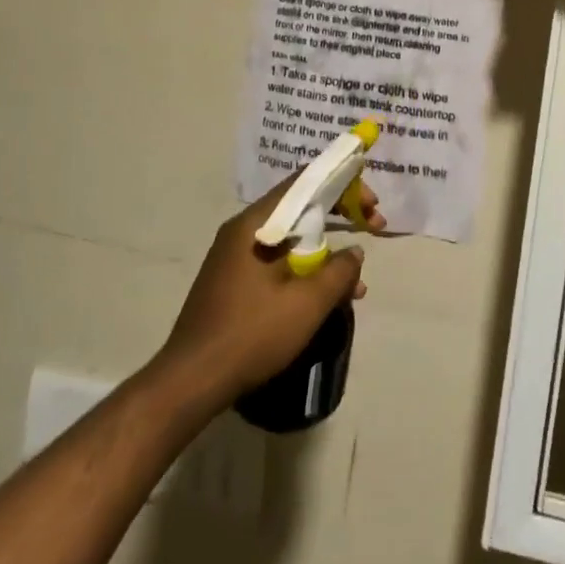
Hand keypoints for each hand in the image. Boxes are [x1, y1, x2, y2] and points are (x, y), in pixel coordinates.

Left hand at [156, 181, 384, 406]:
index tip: (372, 203)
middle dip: (340, 215)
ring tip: (356, 283)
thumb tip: (355, 252)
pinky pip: (278, 262)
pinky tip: (326, 300)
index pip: (304, 183)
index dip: (343, 185)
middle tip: (373, 226)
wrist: (191, 381)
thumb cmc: (251, 334)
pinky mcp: (233, 281)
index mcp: (255, 223)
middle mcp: (243, 230)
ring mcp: (235, 256)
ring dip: (326, 252)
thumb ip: (338, 273)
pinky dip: (305, 271)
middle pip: (299, 208)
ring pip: (291, 239)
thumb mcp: (306, 304)